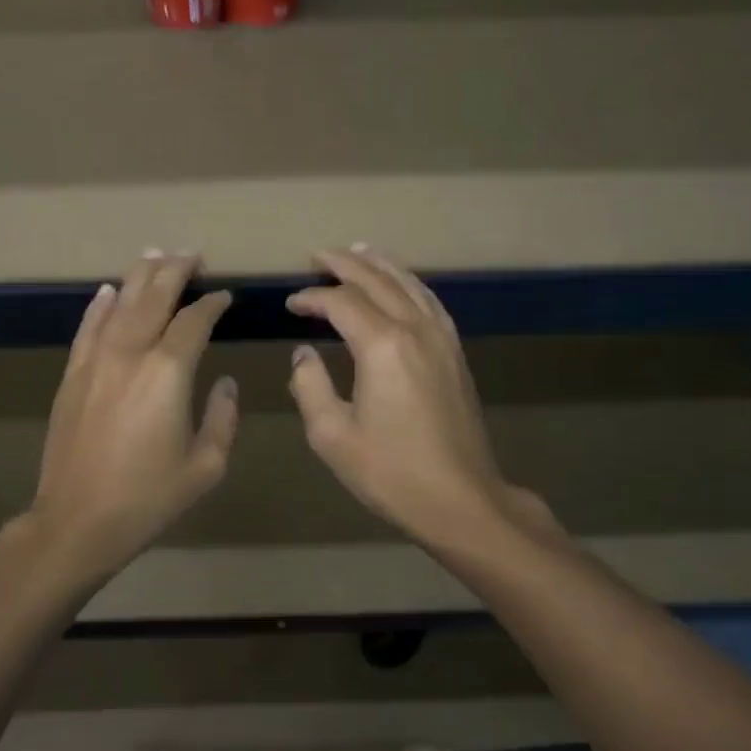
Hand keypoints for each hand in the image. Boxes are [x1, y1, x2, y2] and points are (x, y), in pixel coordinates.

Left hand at [28, 252, 237, 577]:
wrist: (78, 520)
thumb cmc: (149, 498)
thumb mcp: (206, 466)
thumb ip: (222, 418)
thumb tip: (225, 384)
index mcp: (168, 372)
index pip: (194, 320)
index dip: (212, 304)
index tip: (225, 296)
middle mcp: (130, 354)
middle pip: (154, 297)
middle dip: (175, 271)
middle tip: (192, 255)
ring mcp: (95, 362)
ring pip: (120, 304)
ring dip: (140, 277)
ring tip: (155, 256)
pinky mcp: (72, 376)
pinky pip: (88, 328)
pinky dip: (101, 306)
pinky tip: (109, 291)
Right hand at [287, 247, 558, 548]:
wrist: (460, 498)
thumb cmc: (390, 472)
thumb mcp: (332, 435)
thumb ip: (310, 386)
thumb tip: (304, 353)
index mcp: (383, 347)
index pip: (341, 302)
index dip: (312, 297)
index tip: (290, 304)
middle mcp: (416, 330)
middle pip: (378, 281)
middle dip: (344, 265)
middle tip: (317, 256)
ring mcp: (442, 339)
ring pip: (410, 285)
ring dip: (381, 265)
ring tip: (358, 252)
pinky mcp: (456, 354)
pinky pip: (431, 303)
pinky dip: (410, 285)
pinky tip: (402, 286)